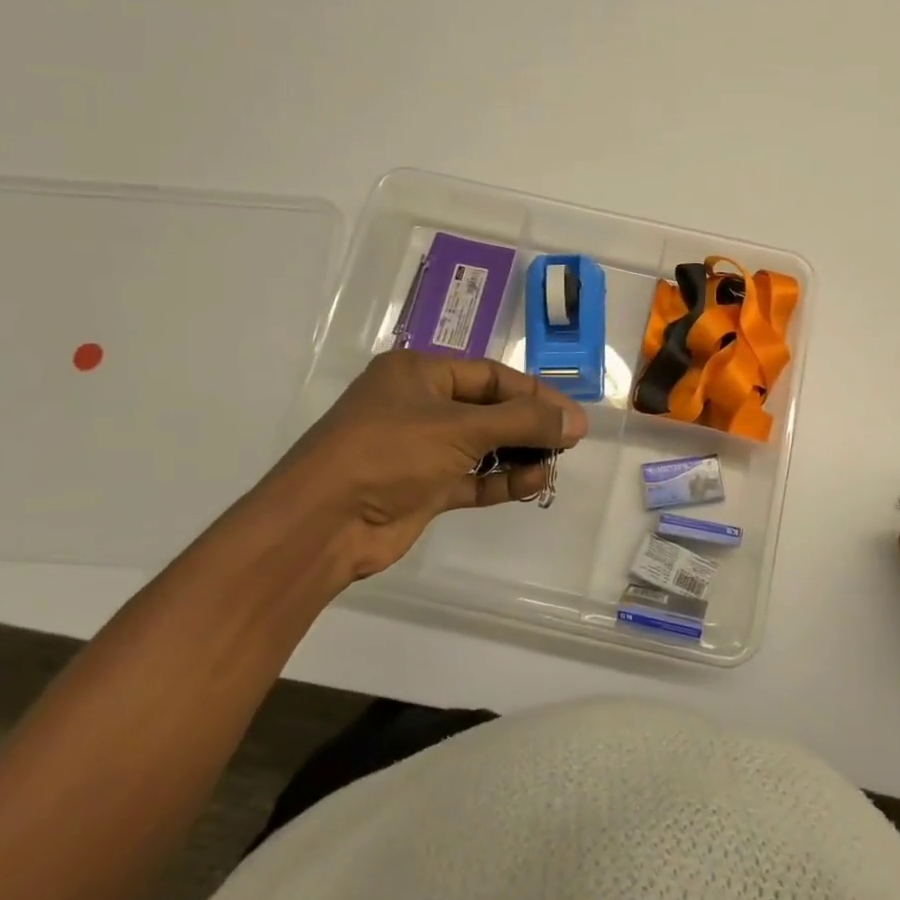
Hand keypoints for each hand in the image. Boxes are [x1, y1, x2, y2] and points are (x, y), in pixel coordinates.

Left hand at [247, 350, 588, 586]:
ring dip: (518, 454)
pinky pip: (471, 478)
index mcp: (419, 374)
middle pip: (488, 409)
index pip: (490, 375)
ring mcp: (419, 450)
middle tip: (569, 441)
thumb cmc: (389, 453)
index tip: (570, 415)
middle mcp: (419, 406)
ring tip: (554, 465)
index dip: (533, 393)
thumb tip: (577, 420)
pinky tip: (533, 483)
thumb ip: (523, 423)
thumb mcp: (461, 429)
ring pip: (482, 445)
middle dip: (529, 425)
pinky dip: (501, 480)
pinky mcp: (421, 488)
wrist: (322, 525)